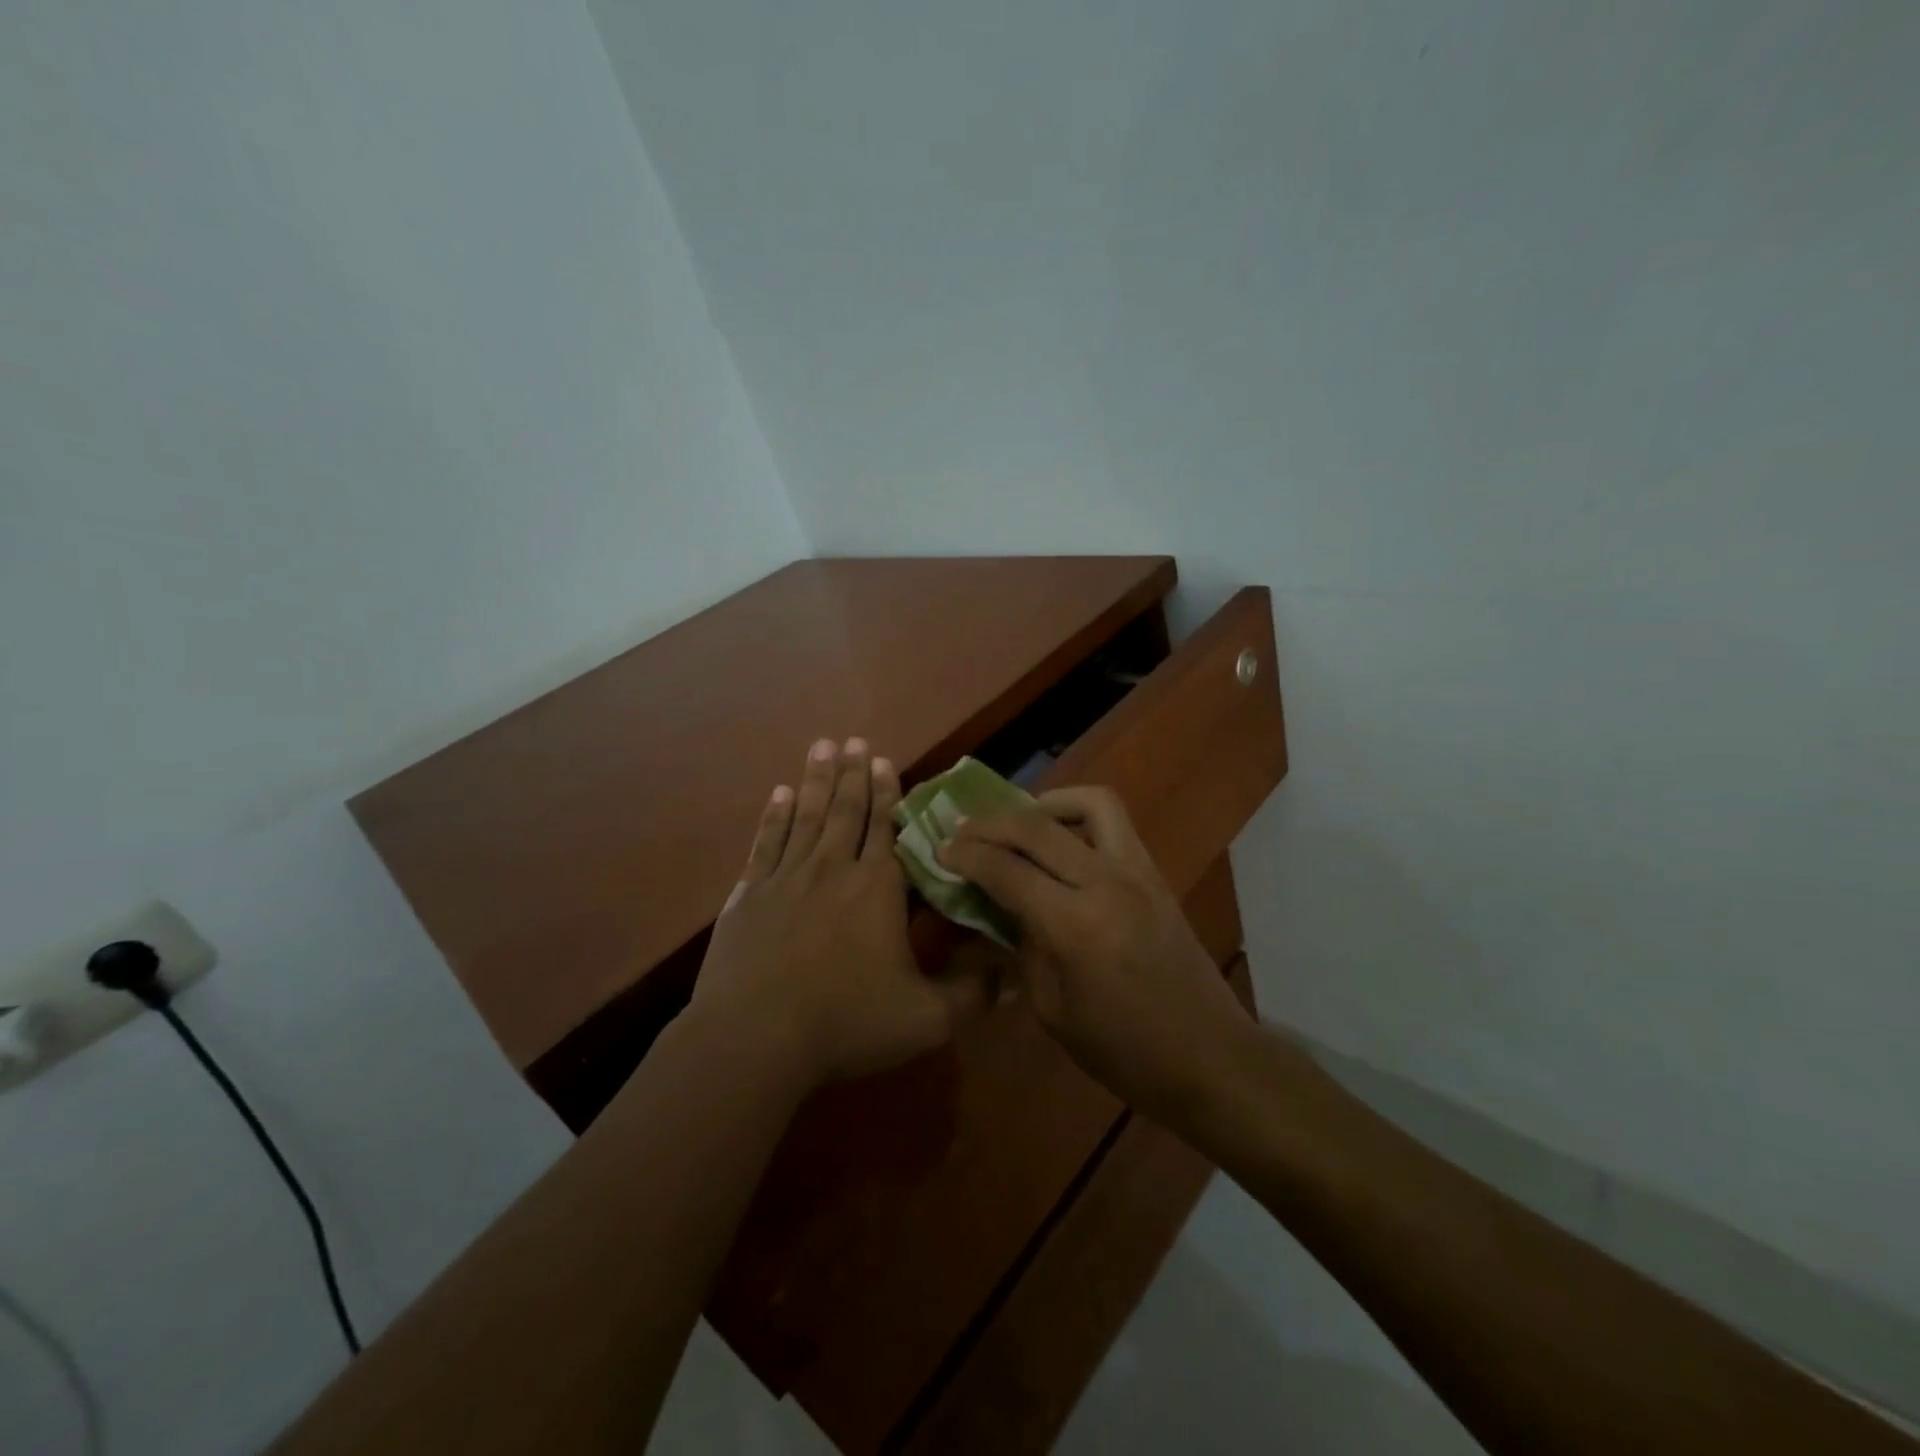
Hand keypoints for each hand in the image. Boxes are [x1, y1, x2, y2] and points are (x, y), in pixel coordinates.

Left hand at [692, 738, 975, 1090]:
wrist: (755, 1039)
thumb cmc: (845, 1023)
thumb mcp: (925, 1019)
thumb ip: (971, 995)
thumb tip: (1014, 978)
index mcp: (876, 889)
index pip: (886, 828)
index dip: (887, 792)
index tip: (883, 758)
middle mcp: (832, 869)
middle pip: (845, 810)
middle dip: (851, 773)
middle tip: (852, 739)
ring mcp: (786, 878)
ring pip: (806, 816)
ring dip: (815, 780)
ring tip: (821, 747)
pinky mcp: (750, 895)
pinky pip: (766, 842)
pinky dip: (774, 816)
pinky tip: (778, 794)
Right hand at [939, 787, 1252, 1122]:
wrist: (1210, 1056)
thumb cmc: (1123, 1050)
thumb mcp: (1052, 1010)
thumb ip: (1020, 949)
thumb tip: (995, 909)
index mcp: (1075, 925)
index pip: (1006, 870)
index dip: (966, 855)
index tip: (940, 849)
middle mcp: (1106, 883)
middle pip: (1038, 826)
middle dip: (991, 822)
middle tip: (963, 830)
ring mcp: (1138, 871)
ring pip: (1088, 803)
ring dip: (1044, 804)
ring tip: (1018, 822)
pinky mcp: (1155, 873)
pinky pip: (1114, 823)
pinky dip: (1078, 816)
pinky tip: (1060, 840)